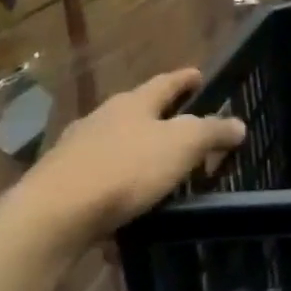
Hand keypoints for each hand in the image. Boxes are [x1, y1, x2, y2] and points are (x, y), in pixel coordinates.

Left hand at [24, 70, 246, 233]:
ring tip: (160, 164)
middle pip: (137, 110)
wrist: (52, 215)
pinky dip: (120, 180)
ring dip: (139, 149)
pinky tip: (131, 198)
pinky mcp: (61, 182)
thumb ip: (213, 131)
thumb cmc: (126, 168)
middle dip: (161, 115)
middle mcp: (102, 119)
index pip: (165, 83)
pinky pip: (101, 175)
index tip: (198, 75)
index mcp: (133, 104)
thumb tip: (237, 124)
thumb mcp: (184, 145)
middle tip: (185, 123)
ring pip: (117, 142)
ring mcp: (76, 150)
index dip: (185, 79)